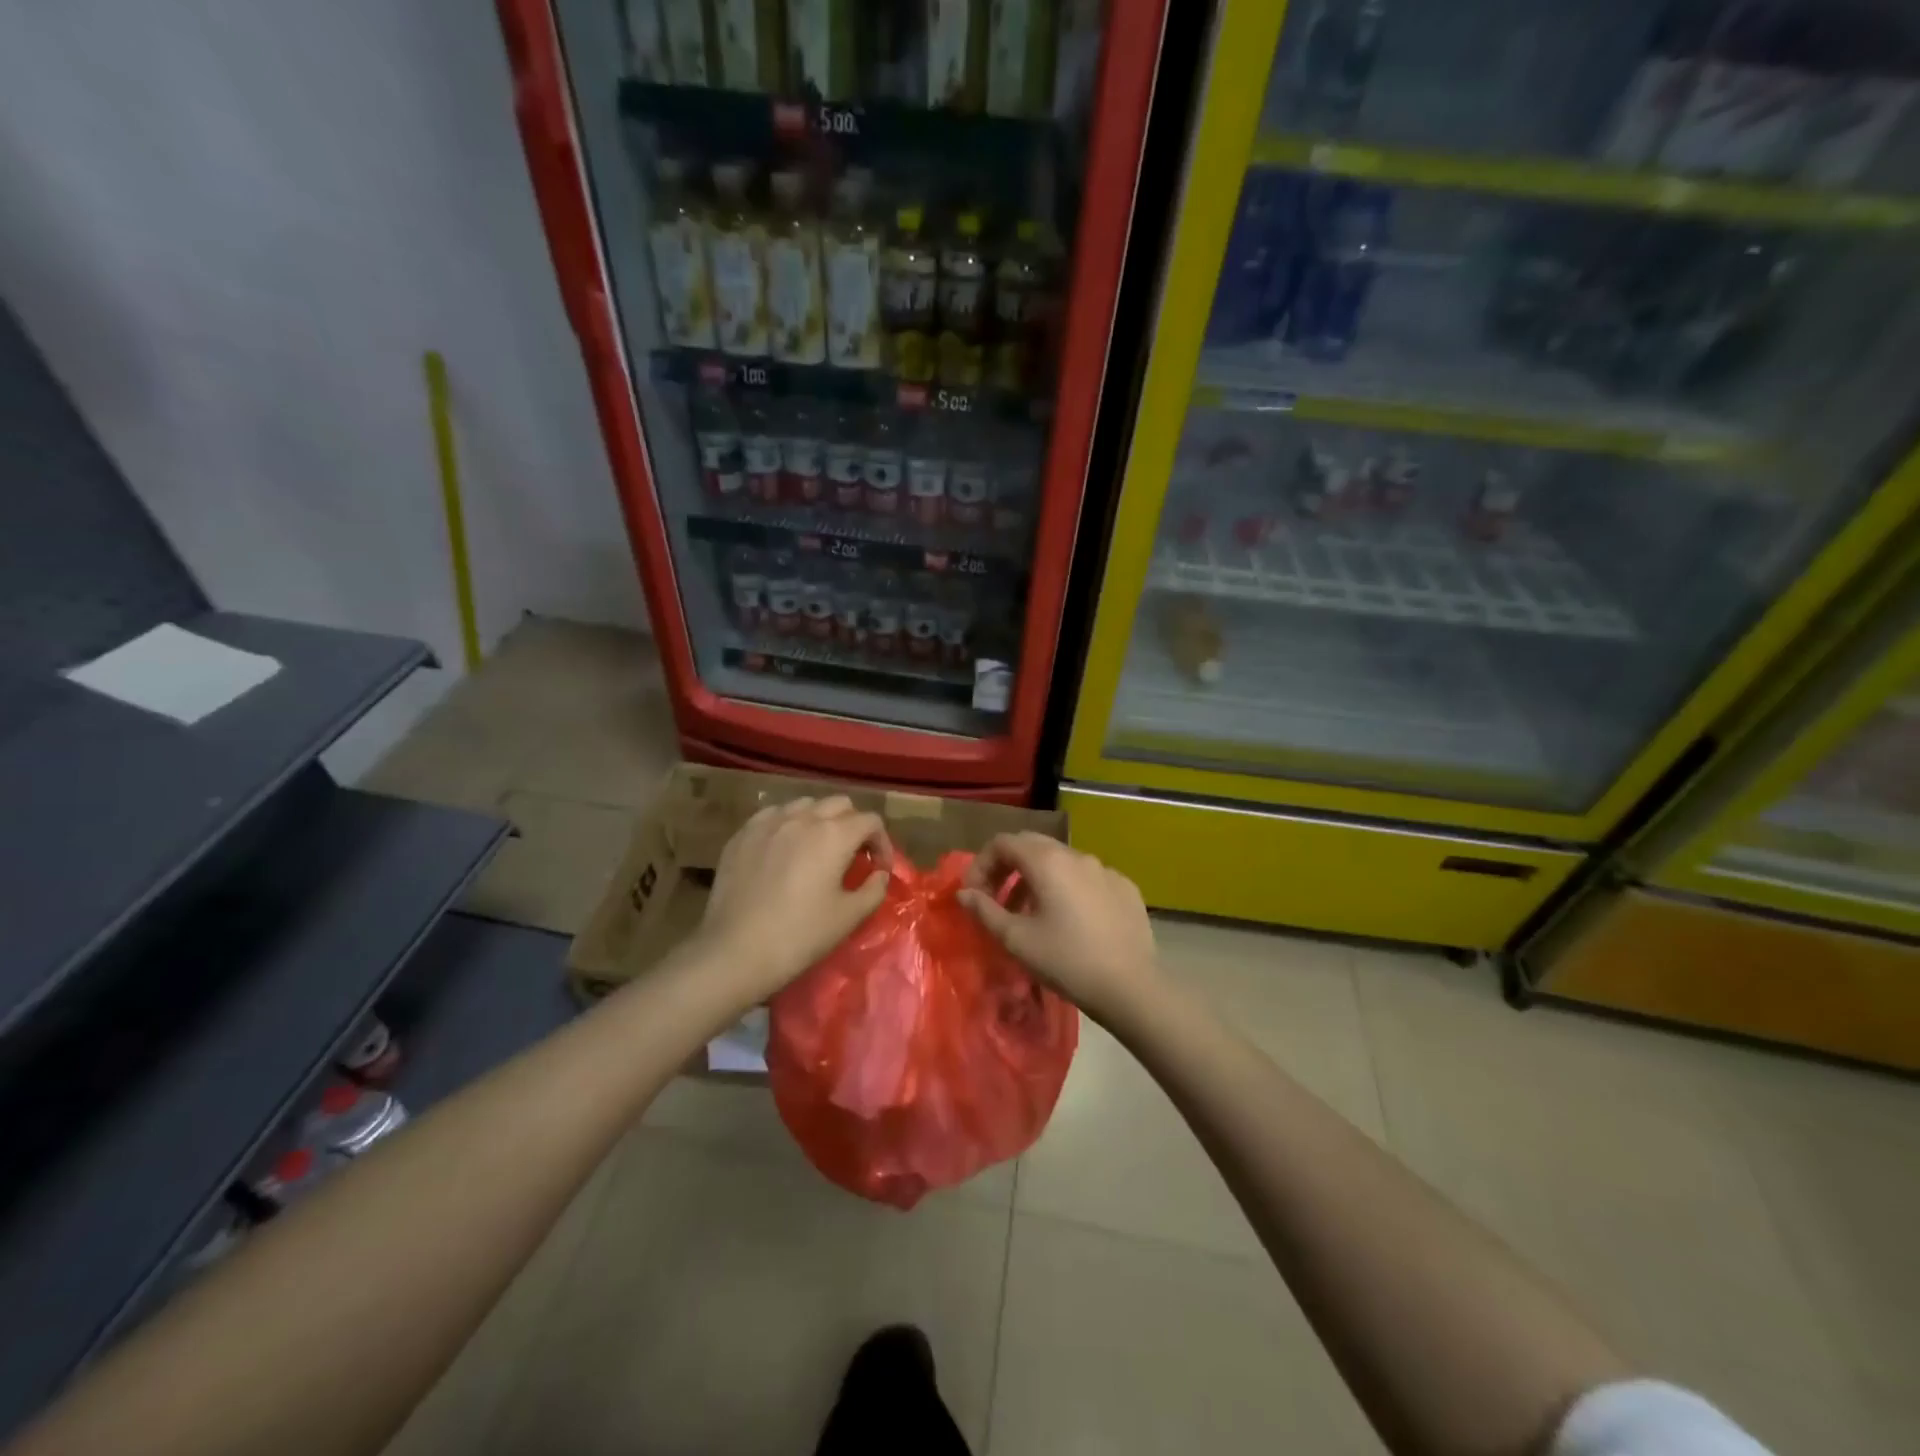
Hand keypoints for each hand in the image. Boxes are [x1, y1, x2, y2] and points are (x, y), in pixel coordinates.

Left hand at [695, 796, 890, 1003]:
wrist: (735, 951)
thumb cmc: (800, 935)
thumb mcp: (849, 917)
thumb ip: (874, 889)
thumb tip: (879, 874)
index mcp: (834, 835)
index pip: (870, 821)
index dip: (882, 843)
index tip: (879, 869)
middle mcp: (803, 817)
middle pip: (840, 804)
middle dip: (853, 825)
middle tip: (852, 855)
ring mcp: (769, 822)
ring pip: (805, 804)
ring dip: (820, 820)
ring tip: (818, 848)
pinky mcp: (743, 834)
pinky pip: (773, 815)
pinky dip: (787, 824)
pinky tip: (784, 849)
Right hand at [958, 832, 1159, 1022]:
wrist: (1131, 987)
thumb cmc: (1066, 960)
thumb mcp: (1016, 939)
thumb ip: (985, 910)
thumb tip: (964, 893)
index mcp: (1047, 861)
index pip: (1003, 842)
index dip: (981, 864)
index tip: (974, 895)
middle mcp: (1076, 855)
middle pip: (1032, 846)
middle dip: (1008, 868)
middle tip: (996, 900)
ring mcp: (1105, 869)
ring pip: (1061, 862)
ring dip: (1037, 880)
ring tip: (1030, 915)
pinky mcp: (1125, 887)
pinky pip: (1087, 878)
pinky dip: (1068, 889)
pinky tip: (1070, 921)